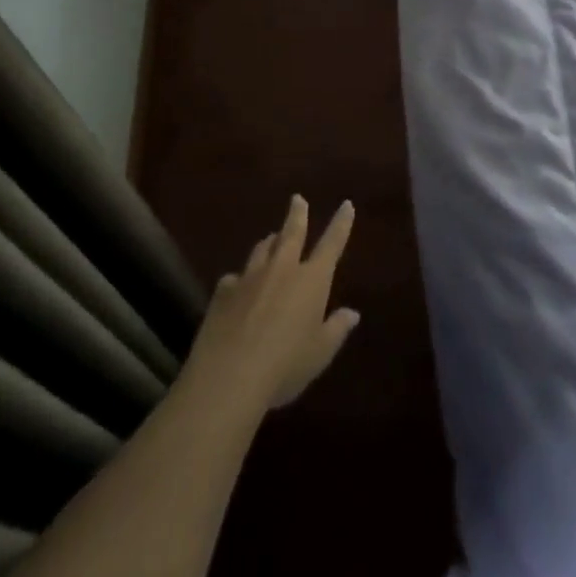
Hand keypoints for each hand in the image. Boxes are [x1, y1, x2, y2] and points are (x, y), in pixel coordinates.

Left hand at [182, 195, 359, 414]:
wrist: (228, 377)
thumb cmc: (285, 366)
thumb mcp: (319, 353)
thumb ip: (336, 329)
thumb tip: (352, 313)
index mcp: (312, 280)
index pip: (332, 243)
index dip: (341, 223)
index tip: (346, 204)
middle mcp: (282, 269)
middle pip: (291, 233)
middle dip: (297, 214)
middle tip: (297, 199)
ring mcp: (250, 277)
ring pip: (262, 249)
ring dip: (269, 241)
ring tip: (271, 238)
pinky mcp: (223, 292)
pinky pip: (235, 277)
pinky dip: (242, 278)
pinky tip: (238, 286)